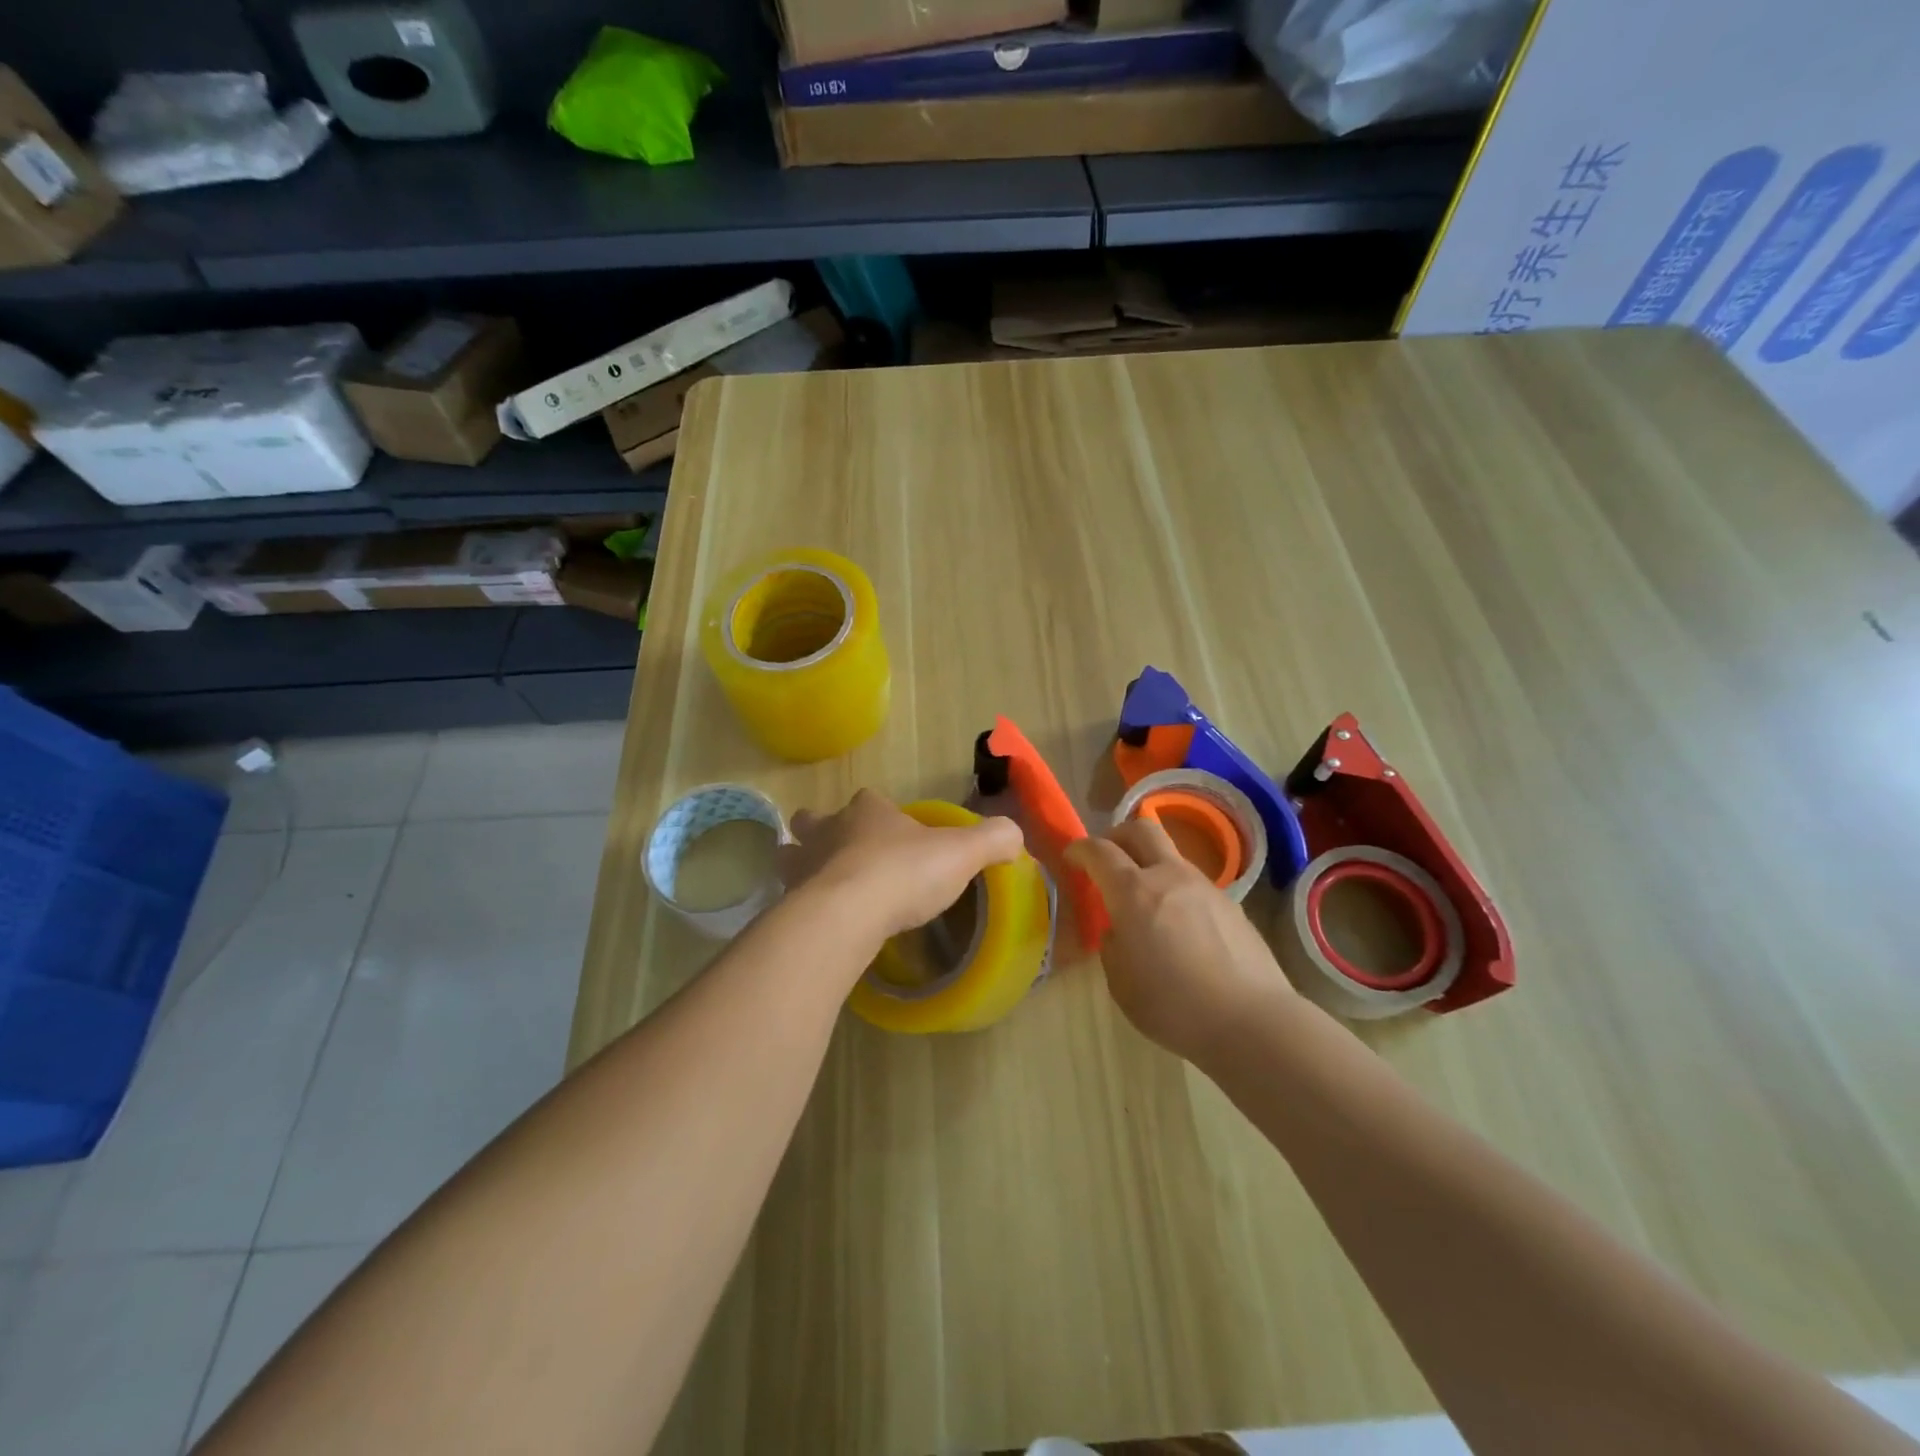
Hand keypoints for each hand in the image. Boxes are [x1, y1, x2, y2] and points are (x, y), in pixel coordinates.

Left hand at [779, 789, 1025, 943]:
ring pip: (793, 854)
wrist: (847, 915)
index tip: (895, 836)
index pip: (870, 800)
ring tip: (825, 886)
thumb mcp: (962, 853)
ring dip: (805, 865)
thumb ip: (993, 840)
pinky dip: (799, 904)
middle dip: (826, 831)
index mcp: (868, 810)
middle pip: (817, 820)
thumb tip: (1015, 836)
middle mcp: (828, 828)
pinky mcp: (787, 900)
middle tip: (847, 856)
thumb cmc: (904, 873)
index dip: (881, 813)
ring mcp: (802, 864)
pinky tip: (819, 922)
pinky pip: (790, 897)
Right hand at [1067, 819, 1297, 1063]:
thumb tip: (1120, 930)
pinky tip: (1180, 927)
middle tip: (1107, 858)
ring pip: (1171, 855)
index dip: (1080, 849)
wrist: (1251, 1020)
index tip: (1071, 857)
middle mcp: (1169, 876)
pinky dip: (1176, 891)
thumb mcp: (1121, 983)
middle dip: (1117, 836)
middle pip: (1141, 829)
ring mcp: (1204, 886)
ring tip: (1145, 901)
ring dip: (1150, 865)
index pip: (1099, 851)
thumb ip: (1113, 945)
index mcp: (1133, 892)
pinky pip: (1193, 884)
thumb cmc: (1173, 1006)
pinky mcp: (1231, 904)